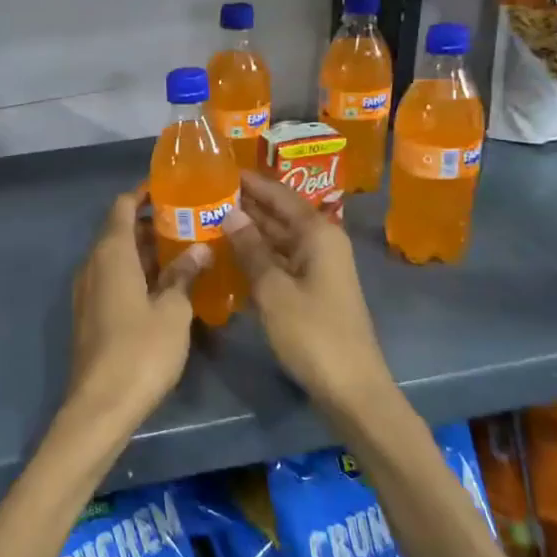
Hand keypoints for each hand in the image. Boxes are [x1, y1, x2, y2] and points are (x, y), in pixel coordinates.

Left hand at [65, 191, 205, 433]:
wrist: (102, 404)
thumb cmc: (141, 350)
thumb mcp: (173, 310)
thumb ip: (184, 275)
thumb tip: (198, 249)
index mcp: (111, 254)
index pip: (122, 206)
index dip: (144, 194)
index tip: (172, 189)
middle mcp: (93, 264)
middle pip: (120, 231)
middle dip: (152, 223)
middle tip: (191, 222)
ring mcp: (88, 290)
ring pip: (117, 257)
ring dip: (146, 251)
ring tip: (186, 251)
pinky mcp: (91, 313)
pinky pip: (114, 279)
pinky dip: (137, 273)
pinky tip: (167, 286)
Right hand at [226, 174, 393, 416]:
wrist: (351, 388)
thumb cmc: (312, 333)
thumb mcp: (273, 289)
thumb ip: (250, 248)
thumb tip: (229, 211)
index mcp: (318, 233)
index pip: (279, 194)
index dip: (250, 182)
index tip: (218, 168)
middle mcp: (321, 242)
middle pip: (280, 213)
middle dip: (246, 203)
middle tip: (205, 192)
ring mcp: (318, 267)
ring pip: (279, 237)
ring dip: (249, 228)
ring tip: (209, 217)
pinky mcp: (313, 289)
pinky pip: (280, 259)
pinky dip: (257, 253)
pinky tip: (229, 252)